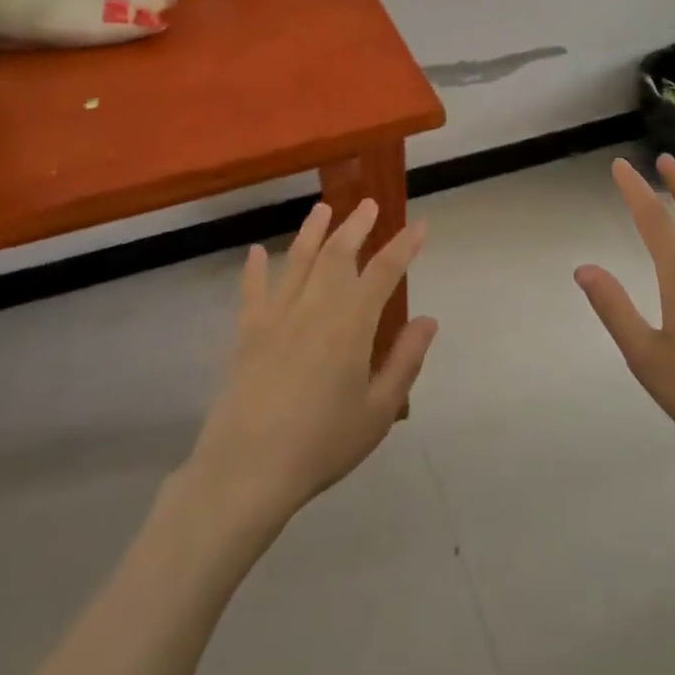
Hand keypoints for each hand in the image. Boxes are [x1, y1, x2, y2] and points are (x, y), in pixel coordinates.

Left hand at [188, 199, 436, 526]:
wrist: (247, 470)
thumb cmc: (322, 444)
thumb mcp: (378, 411)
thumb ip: (405, 360)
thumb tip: (428, 320)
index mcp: (350, 324)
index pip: (384, 272)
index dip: (404, 246)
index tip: (419, 226)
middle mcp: (314, 308)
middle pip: (337, 254)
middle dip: (357, 226)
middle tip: (369, 204)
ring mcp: (276, 317)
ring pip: (297, 260)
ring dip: (312, 231)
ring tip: (323, 209)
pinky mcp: (246, 333)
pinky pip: (252, 291)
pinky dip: (254, 269)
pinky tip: (254, 251)